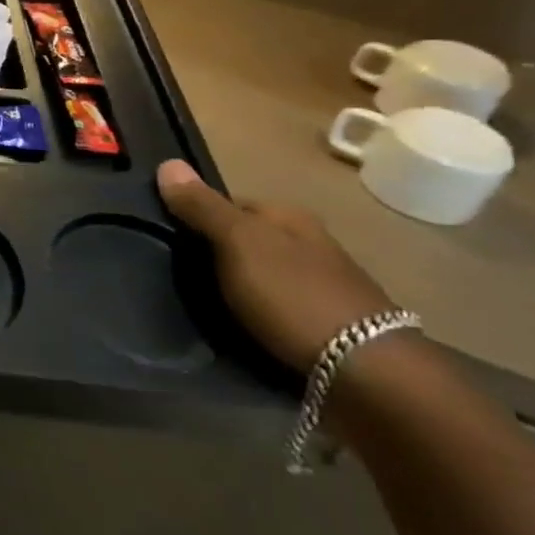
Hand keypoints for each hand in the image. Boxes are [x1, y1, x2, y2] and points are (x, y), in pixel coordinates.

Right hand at [156, 159, 393, 373]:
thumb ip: (202, 207)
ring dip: (238, 283)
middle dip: (217, 251)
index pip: (229, 202)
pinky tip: (244, 325)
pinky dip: (258, 310)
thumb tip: (167, 162)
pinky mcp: (328, 323)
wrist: (366, 371)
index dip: (197, 215)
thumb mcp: (237, 243)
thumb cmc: (293, 295)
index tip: (170, 239)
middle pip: (248, 237)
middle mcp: (310, 242)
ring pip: (263, 271)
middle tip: (182, 274)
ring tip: (207, 303)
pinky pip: (278, 304)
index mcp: (289, 216)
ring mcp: (323, 283)